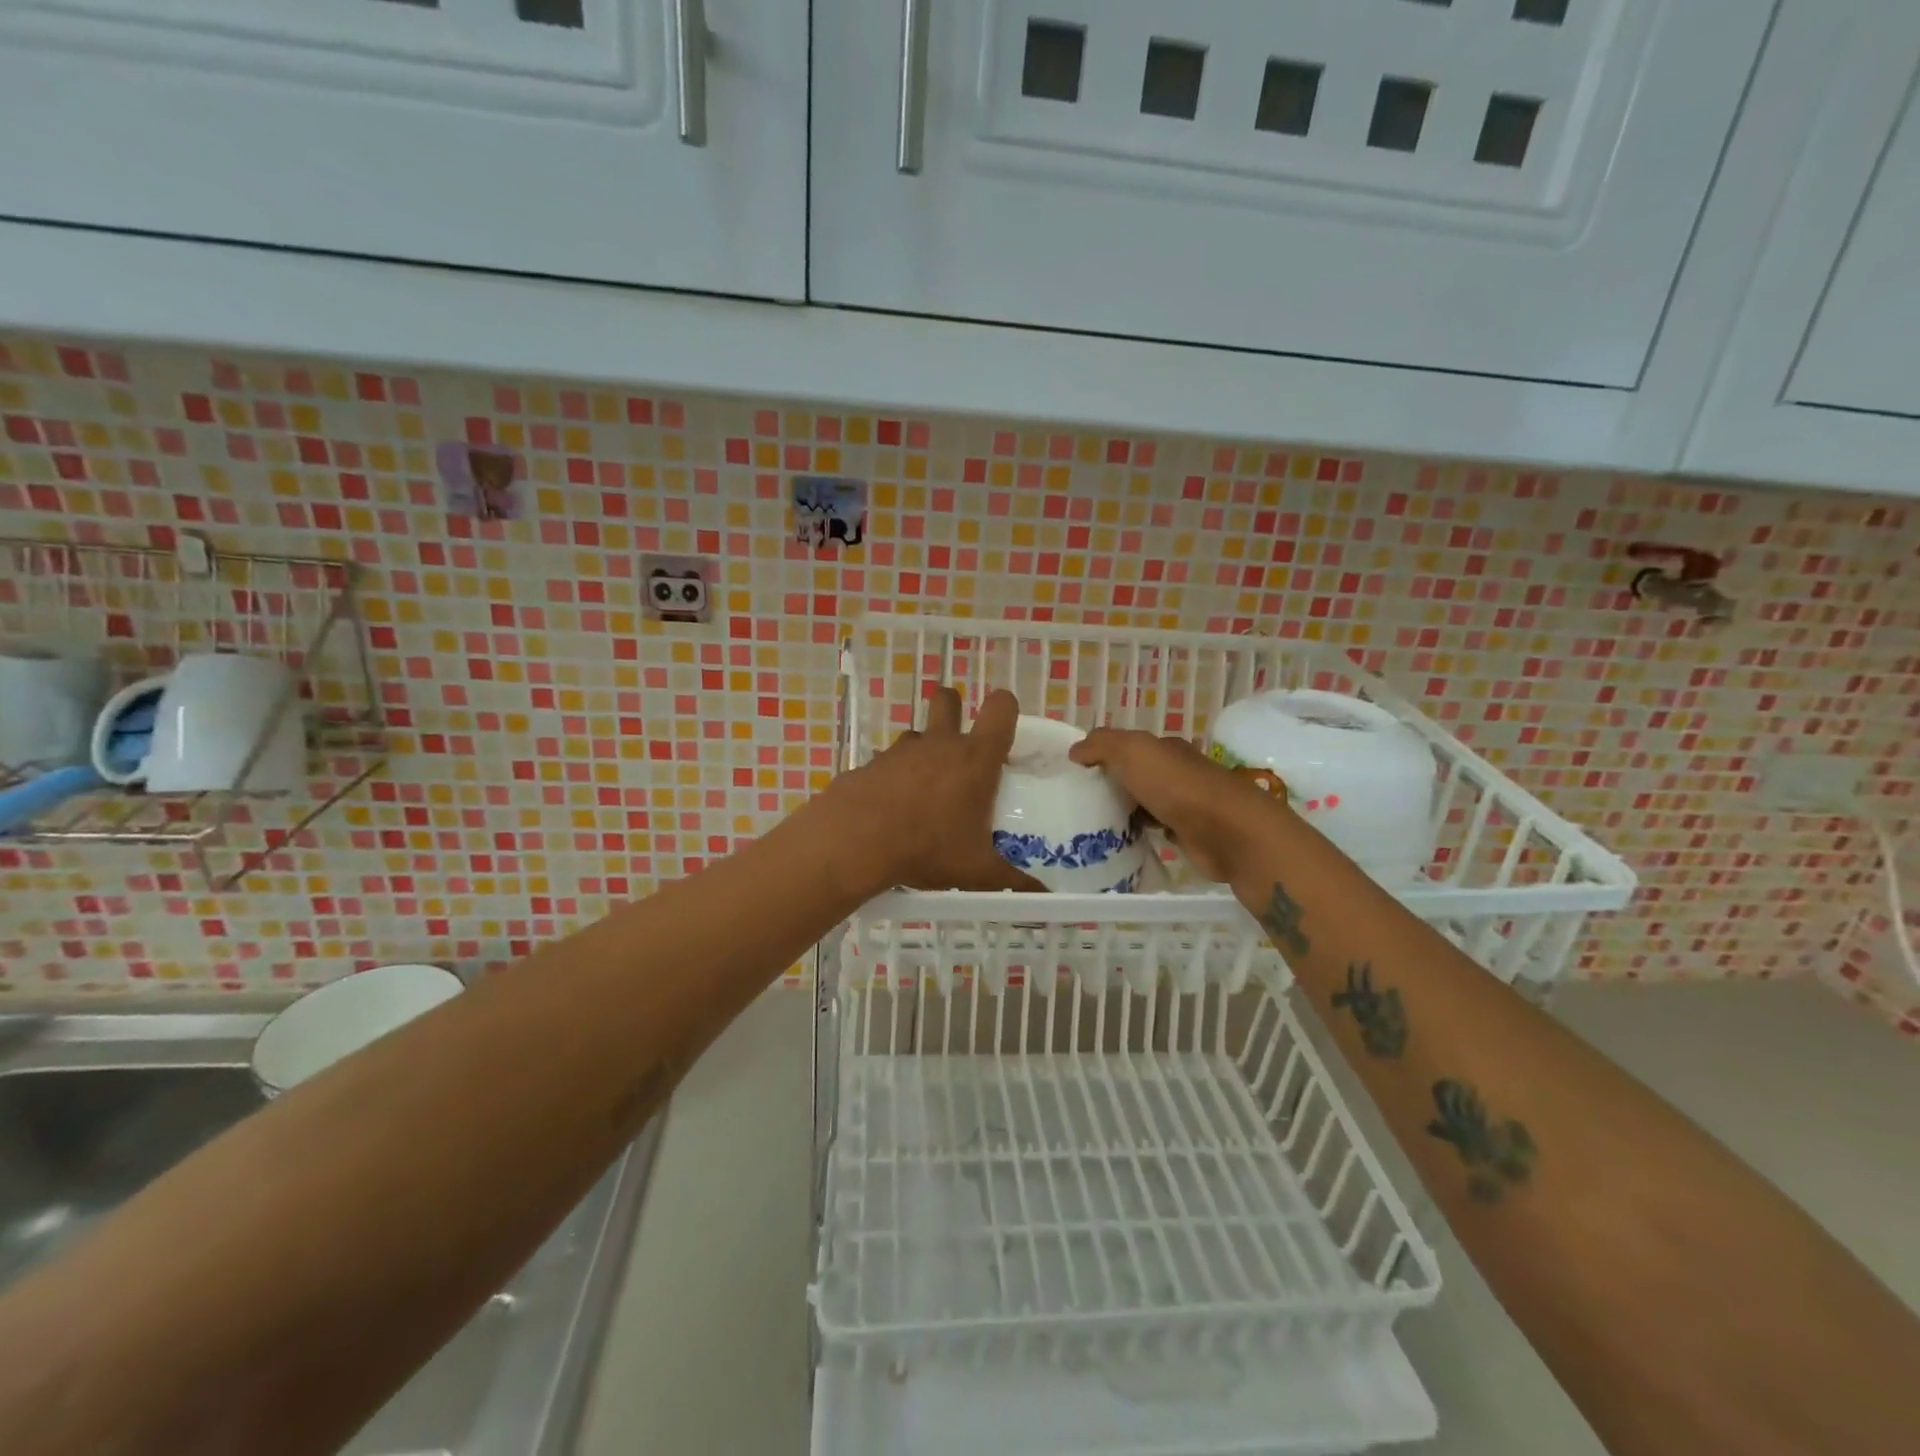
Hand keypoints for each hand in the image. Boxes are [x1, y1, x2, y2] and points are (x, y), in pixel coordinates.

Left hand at [818, 686, 1045, 897]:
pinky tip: (892, 810)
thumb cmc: (927, 847)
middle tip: (959, 744)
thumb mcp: (976, 872)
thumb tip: (1043, 896)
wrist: (855, 842)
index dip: (1005, 708)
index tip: (1003, 731)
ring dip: (924, 752)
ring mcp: (901, 751)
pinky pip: (889, 762)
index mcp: (975, 759)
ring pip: (917, 735)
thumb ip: (1012, 881)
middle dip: (953, 709)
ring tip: (926, 791)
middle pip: (947, 699)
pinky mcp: (870, 764)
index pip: (1000, 708)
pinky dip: (894, 778)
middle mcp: (939, 744)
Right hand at [1069, 728, 1286, 882]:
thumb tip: (1075, 751)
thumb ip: (1101, 744)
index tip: (1075, 774)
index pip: (1128, 747)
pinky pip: (1156, 829)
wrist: (1226, 831)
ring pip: (1145, 803)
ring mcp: (1185, 804)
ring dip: (1124, 811)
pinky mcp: (1189, 834)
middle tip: (1078, 802)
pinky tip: (1121, 841)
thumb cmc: (1176, 785)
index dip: (1102, 756)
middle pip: (1136, 775)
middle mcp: (1177, 772)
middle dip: (1111, 785)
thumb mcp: (1132, 751)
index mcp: (1165, 749)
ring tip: (1092, 825)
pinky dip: (1141, 833)